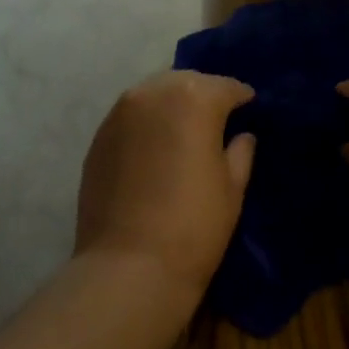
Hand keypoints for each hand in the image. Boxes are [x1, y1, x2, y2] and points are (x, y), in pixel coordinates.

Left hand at [75, 70, 256, 304]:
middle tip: (218, 122)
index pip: (226, 87)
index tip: (251, 110)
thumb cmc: (195, 225)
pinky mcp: (97, 139)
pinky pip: (130, 119)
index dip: (243, 99)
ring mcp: (118, 115)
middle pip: (185, 83)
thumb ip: (240, 152)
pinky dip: (147, 126)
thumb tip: (241, 136)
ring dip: (172, 107)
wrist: (130, 265)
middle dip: (204, 96)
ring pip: (153, 96)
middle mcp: (151, 94)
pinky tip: (156, 151)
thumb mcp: (233, 188)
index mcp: (193, 98)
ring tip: (185, 134)